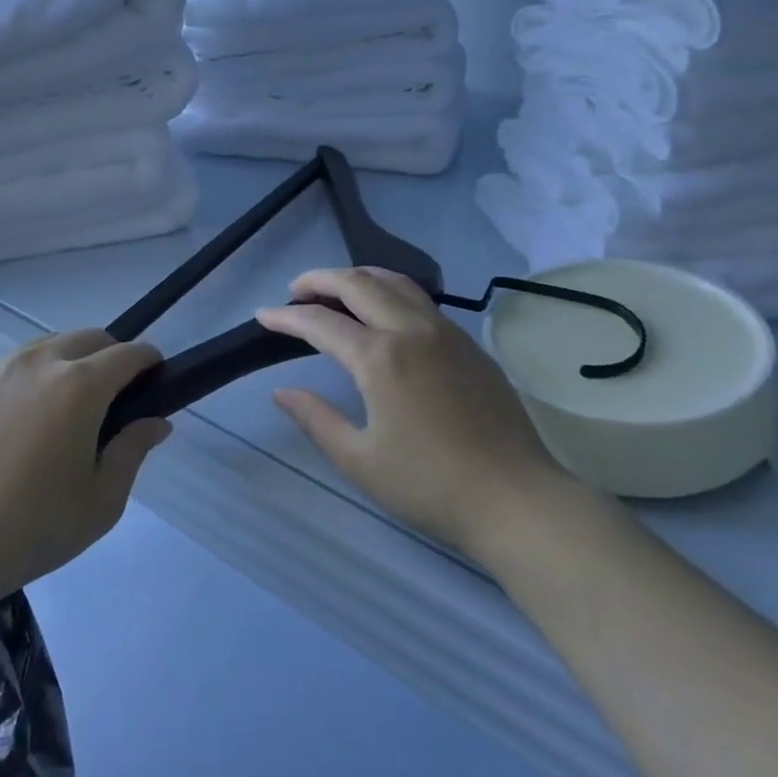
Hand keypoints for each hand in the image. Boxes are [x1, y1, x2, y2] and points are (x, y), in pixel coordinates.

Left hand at [0, 331, 169, 597]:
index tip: (155, 380)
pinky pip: (11, 369)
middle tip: (114, 398)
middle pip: (89, 337)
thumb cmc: (32, 528)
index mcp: (79, 385)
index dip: (149, 362)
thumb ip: (133, 451)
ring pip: (47, 347)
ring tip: (66, 410)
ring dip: (70, 362)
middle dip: (111, 355)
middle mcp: (39, 363)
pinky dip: (31, 380)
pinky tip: (21, 427)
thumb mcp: (101, 501)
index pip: (128, 353)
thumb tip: (155, 423)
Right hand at [256, 267, 561, 562]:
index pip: (321, 322)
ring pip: (395, 282)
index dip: (286, 316)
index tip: (262, 315)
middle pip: (358, 283)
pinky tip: (384, 314)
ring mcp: (445, 332)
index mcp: (380, 357)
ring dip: (358, 278)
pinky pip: (421, 300)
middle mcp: (411, 330)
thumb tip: (281, 391)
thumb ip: (316, 419)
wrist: (516, 498)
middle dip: (320, 279)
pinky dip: (390, 292)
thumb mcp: (360, 460)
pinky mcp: (469, 344)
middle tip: (295, 289)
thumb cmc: (430, 485)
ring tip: (336, 290)